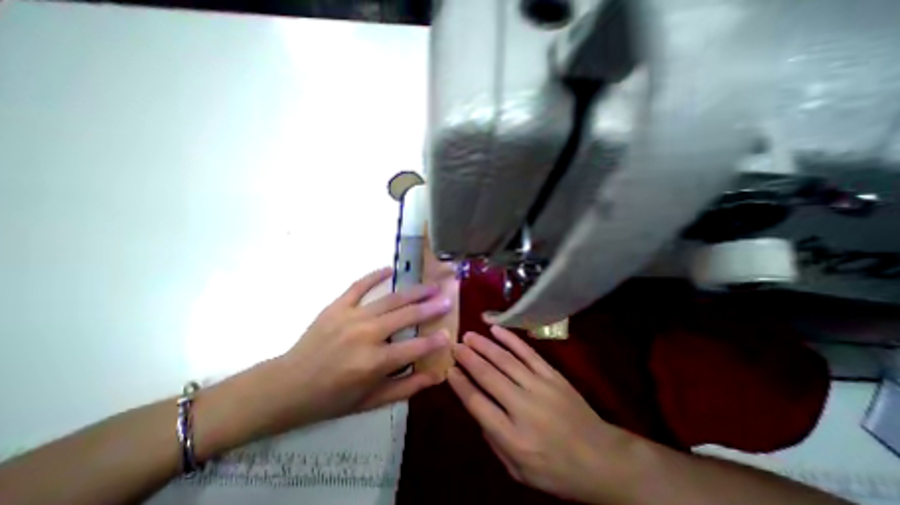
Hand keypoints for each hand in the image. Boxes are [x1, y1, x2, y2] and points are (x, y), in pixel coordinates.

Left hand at [254, 268, 454, 433]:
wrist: (286, 386)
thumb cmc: (331, 398)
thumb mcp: (370, 401)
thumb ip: (405, 388)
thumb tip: (434, 377)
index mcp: (374, 363)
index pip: (414, 348)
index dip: (434, 341)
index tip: (448, 333)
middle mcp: (366, 336)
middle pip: (406, 316)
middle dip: (430, 308)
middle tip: (446, 299)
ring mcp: (351, 317)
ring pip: (390, 299)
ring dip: (413, 291)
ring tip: (430, 285)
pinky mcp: (337, 307)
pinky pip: (359, 286)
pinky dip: (375, 276)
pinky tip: (390, 269)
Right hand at [449, 325, 639, 502]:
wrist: (602, 459)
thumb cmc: (557, 470)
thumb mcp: (519, 471)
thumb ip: (494, 439)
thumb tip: (477, 407)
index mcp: (513, 438)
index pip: (477, 403)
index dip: (460, 384)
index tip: (449, 369)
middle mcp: (523, 408)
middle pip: (488, 376)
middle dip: (468, 358)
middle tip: (455, 345)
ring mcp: (540, 387)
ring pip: (505, 360)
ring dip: (484, 345)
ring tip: (468, 335)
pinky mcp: (553, 375)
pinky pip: (527, 352)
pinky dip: (510, 339)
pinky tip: (496, 330)